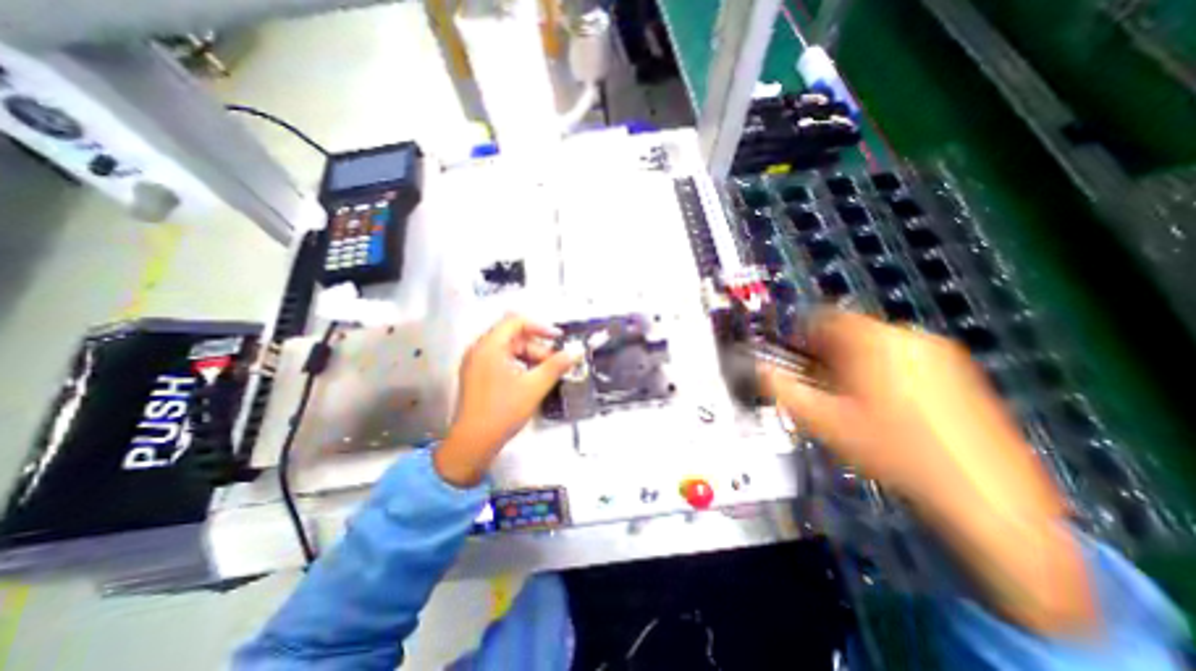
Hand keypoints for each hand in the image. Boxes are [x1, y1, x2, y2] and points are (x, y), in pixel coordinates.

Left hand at [436, 315, 579, 487]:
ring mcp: (476, 363)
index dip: (540, 326)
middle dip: (537, 346)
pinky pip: (502, 360)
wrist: (472, 444)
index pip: (515, 321)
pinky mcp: (477, 376)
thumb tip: (576, 351)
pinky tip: (531, 380)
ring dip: (530, 357)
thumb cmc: (502, 411)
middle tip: (555, 362)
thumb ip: (556, 365)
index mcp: (489, 346)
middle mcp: (479, 349)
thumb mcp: (534, 386)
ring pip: (508, 349)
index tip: (558, 339)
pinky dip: (519, 365)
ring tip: (546, 374)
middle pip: (513, 336)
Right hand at [767, 311, 1090, 637]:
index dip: (800, 335)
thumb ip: (781, 388)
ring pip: (874, 345)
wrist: (983, 498)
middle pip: (848, 331)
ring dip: (852, 364)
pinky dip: (882, 372)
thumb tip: (757, 369)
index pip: (823, 317)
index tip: (794, 360)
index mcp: (872, 341)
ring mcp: (939, 353)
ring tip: (850, 401)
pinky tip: (885, 409)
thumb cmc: (891, 451)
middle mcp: (908, 337)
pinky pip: (903, 358)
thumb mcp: (822, 420)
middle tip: (818, 387)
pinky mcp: (959, 372)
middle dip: (825, 354)